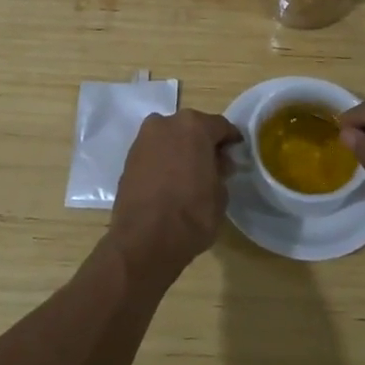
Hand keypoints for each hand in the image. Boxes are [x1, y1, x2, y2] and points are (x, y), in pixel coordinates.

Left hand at [107, 109, 240, 282]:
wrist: (144, 240)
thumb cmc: (191, 215)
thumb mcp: (220, 194)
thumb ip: (220, 171)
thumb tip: (217, 164)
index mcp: (194, 126)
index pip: (220, 126)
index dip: (230, 140)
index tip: (236, 153)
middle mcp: (166, 123)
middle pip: (191, 128)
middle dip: (203, 143)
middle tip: (213, 164)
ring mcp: (143, 139)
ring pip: (170, 138)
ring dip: (181, 150)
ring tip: (190, 174)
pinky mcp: (128, 158)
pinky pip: (154, 152)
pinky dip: (164, 161)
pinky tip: (170, 181)